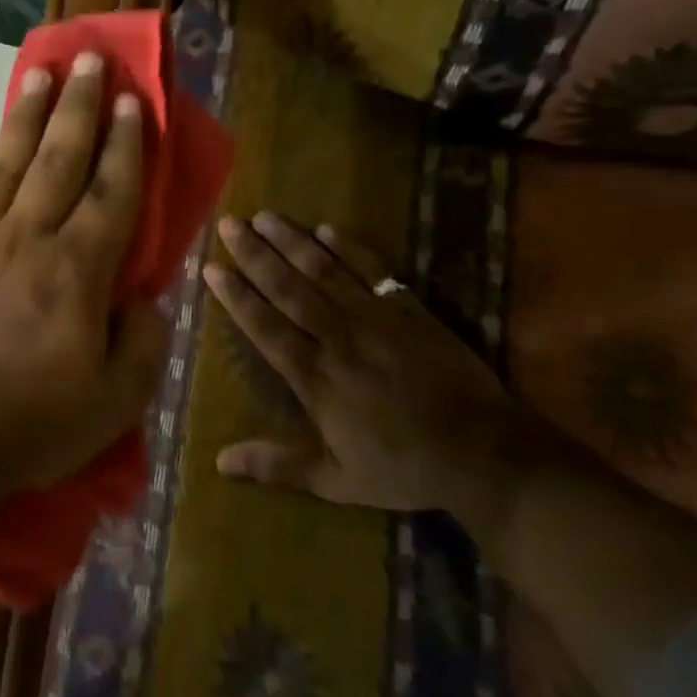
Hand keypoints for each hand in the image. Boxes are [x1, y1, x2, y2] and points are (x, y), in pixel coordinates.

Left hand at [0, 52, 166, 503]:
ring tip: (40, 74)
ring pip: (10, 163)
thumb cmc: (33, 423)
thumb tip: (143, 298)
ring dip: (28, 116)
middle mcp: (28, 239)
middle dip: (79, 106)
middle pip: (59, 159)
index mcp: (76, 272)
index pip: (110, 192)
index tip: (133, 100)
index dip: (126, 144)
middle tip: (89, 59)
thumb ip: (142, 341)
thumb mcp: (114, 400)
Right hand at [206, 213, 539, 527]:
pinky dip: (352, 249)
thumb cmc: (404, 468)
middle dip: (255, 255)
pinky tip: (327, 229)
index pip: (265, 327)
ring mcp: (376, 321)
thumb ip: (277, 466)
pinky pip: (375, 272)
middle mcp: (338, 340)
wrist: (485, 455)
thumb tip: (219, 463)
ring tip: (265, 216)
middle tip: (229, 225)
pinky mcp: (410, 311)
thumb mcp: (337, 480)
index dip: (236, 297)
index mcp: (316, 378)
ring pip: (325, 273)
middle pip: (288, 289)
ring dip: (293, 242)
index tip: (212, 268)